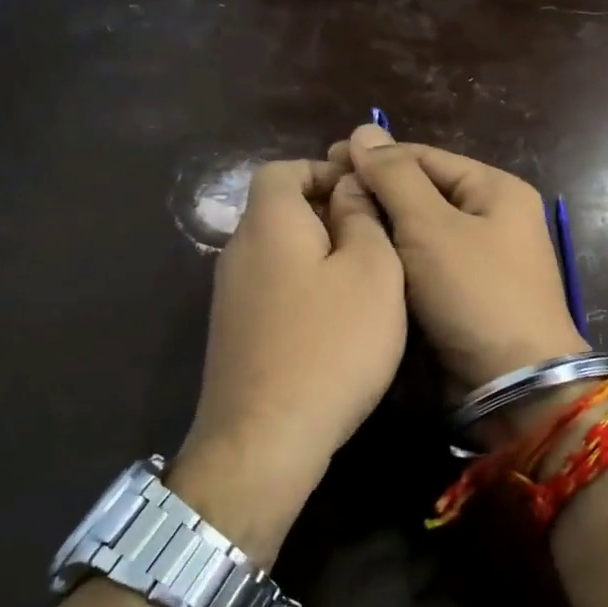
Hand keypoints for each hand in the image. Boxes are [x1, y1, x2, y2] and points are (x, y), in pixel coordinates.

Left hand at [167, 160, 406, 562]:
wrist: (266, 437)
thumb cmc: (331, 343)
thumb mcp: (371, 271)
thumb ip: (362, 218)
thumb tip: (349, 187)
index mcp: (268, 222)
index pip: (283, 169)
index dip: (324, 171)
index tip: (366, 194)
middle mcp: (238, 251)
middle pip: (279, 211)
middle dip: (327, 213)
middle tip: (377, 239)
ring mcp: (230, 296)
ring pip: (278, 253)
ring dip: (318, 254)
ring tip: (364, 281)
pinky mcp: (235, 334)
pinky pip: (273, 289)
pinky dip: (303, 289)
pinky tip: (335, 322)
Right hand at [335, 125, 588, 407]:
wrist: (513, 384)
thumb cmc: (474, 294)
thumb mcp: (431, 227)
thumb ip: (394, 177)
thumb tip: (363, 131)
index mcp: (495, 189)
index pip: (424, 157)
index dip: (375, 158)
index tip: (325, 163)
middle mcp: (492, 218)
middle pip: (422, 193)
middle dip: (375, 195)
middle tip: (322, 201)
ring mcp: (481, 259)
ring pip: (419, 232)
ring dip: (381, 230)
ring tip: (331, 230)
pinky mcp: (466, 295)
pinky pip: (423, 266)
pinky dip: (394, 262)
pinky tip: (358, 262)